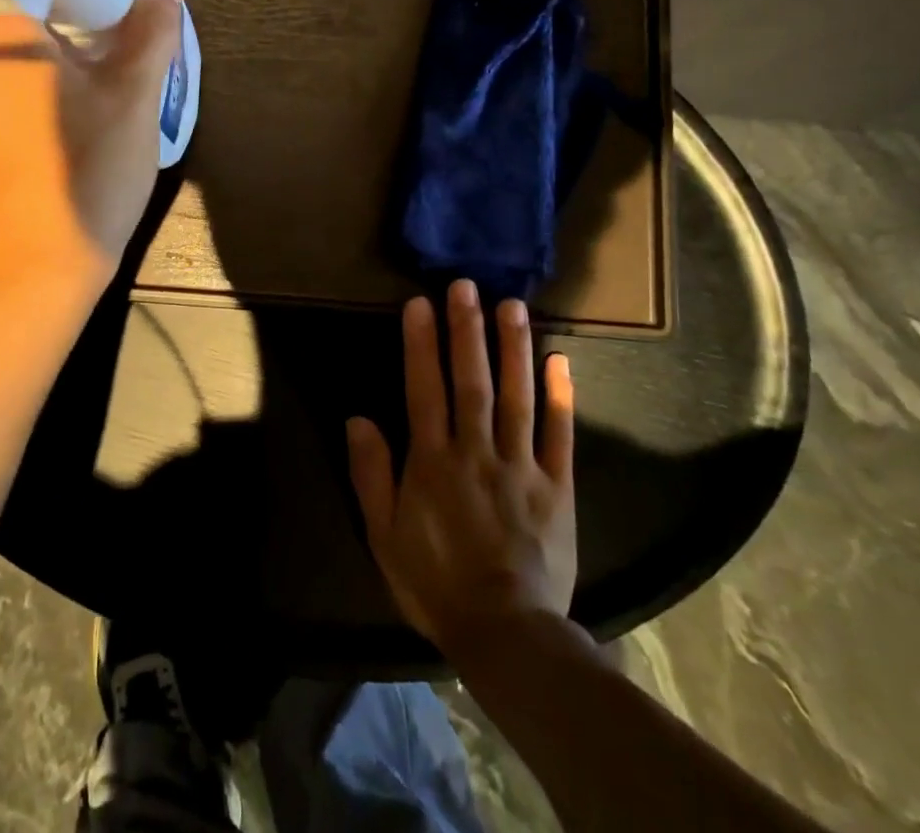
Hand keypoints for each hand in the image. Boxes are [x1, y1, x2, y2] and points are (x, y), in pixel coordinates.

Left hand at [0, 0, 183, 299]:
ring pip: (6, 63)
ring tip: (98, 79)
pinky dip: (29, 97)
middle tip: (118, 30)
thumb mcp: (133, 98)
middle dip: (67, 19)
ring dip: (49, 62)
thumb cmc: (83, 174)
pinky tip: (64, 127)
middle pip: (16, 17)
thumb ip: (150, 30)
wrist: (28, 280)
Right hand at [346, 279, 577, 659]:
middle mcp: (476, 451)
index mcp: (432, 461)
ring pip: (515, 397)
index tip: (420, 303)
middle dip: (466, 330)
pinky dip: (561, 396)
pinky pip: (560, 434)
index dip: (421, 344)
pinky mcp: (556, 486)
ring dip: (512, 348)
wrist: (505, 633)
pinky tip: (560, 359)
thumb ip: (371, 473)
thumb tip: (358, 417)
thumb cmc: (435, 581)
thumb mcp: (384, 533)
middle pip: (471, 381)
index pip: (424, 389)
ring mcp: (520, 465)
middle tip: (467, 285)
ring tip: (512, 306)